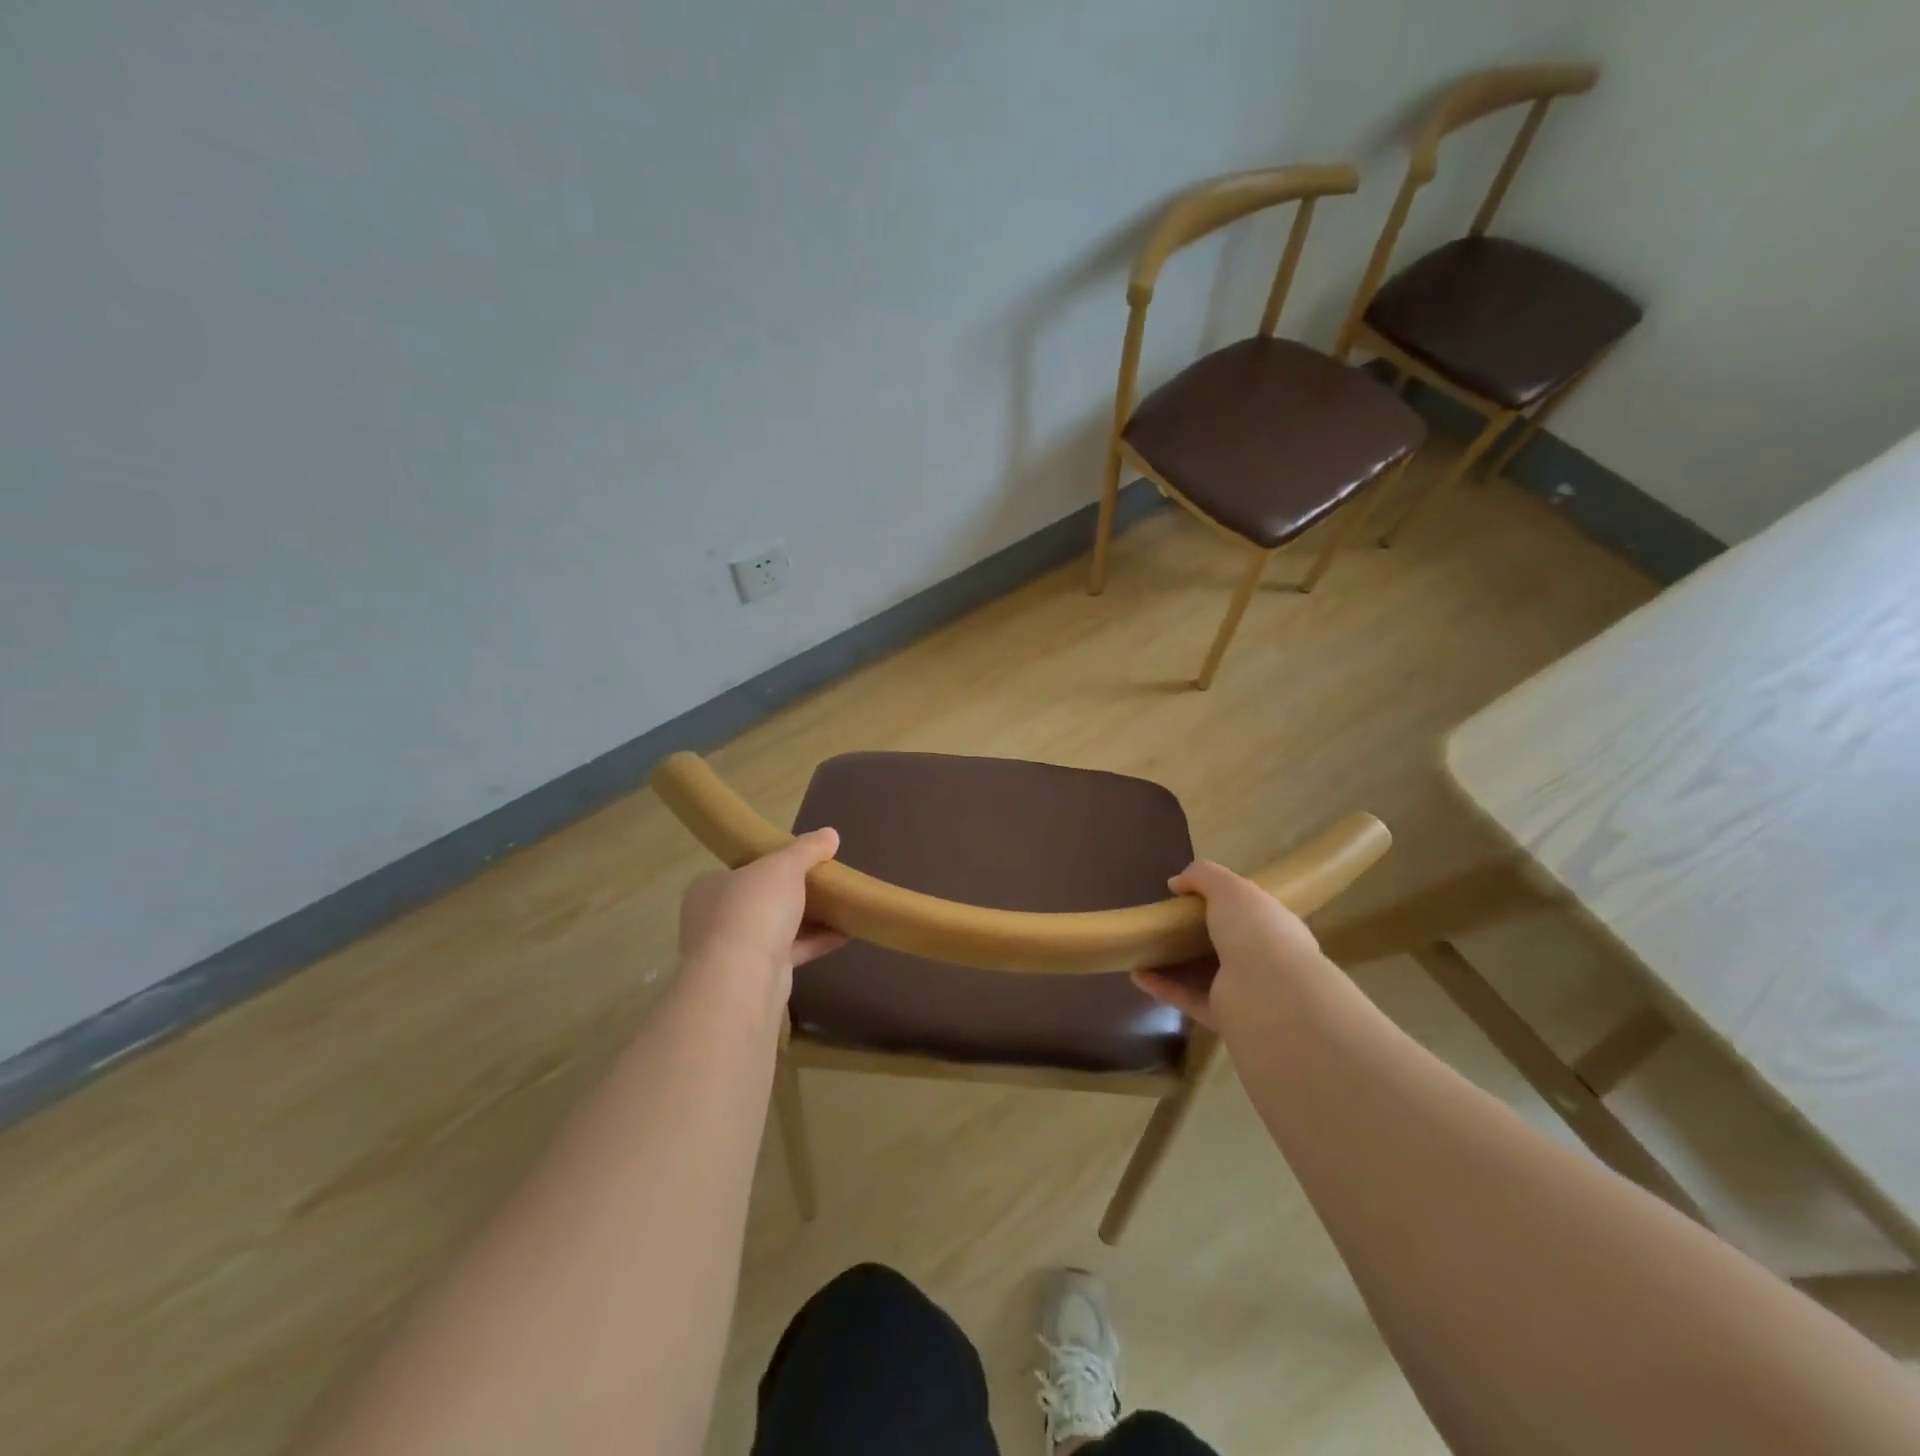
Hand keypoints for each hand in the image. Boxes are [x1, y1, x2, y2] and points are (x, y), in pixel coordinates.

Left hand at [677, 829, 848, 1005]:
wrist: (742, 978)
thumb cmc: (754, 908)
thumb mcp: (784, 866)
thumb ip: (807, 849)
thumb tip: (830, 833)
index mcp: (711, 888)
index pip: (742, 871)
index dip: (770, 864)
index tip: (800, 862)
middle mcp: (717, 919)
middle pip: (761, 900)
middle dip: (793, 893)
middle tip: (824, 883)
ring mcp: (736, 950)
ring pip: (777, 928)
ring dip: (809, 919)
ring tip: (842, 906)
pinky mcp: (758, 975)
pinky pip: (792, 952)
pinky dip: (817, 942)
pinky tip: (846, 933)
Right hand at [1133, 859, 1325, 1034]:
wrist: (1268, 994)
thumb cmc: (1255, 931)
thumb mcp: (1229, 887)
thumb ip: (1203, 876)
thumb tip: (1176, 883)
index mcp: (1273, 926)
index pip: (1248, 913)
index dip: (1221, 903)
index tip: (1188, 898)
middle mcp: (1264, 960)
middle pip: (1224, 945)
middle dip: (1193, 936)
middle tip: (1163, 924)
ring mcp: (1244, 992)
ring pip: (1204, 975)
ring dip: (1172, 964)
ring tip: (1142, 950)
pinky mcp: (1223, 1017)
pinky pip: (1188, 999)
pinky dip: (1163, 988)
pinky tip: (1137, 974)